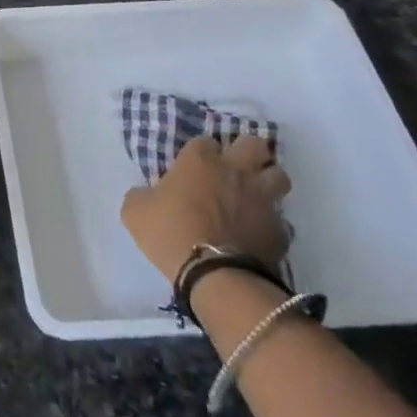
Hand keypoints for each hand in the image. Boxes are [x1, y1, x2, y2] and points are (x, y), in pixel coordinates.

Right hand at [121, 133, 291, 285]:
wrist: (216, 276)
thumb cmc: (170, 233)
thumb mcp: (135, 211)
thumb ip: (142, 195)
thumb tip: (147, 194)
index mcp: (199, 161)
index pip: (205, 141)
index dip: (200, 152)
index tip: (193, 167)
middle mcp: (235, 171)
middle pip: (254, 145)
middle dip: (248, 152)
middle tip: (235, 167)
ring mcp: (262, 199)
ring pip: (279, 175)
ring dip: (268, 181)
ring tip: (254, 194)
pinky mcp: (279, 229)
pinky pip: (281, 219)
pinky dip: (272, 222)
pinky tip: (259, 232)